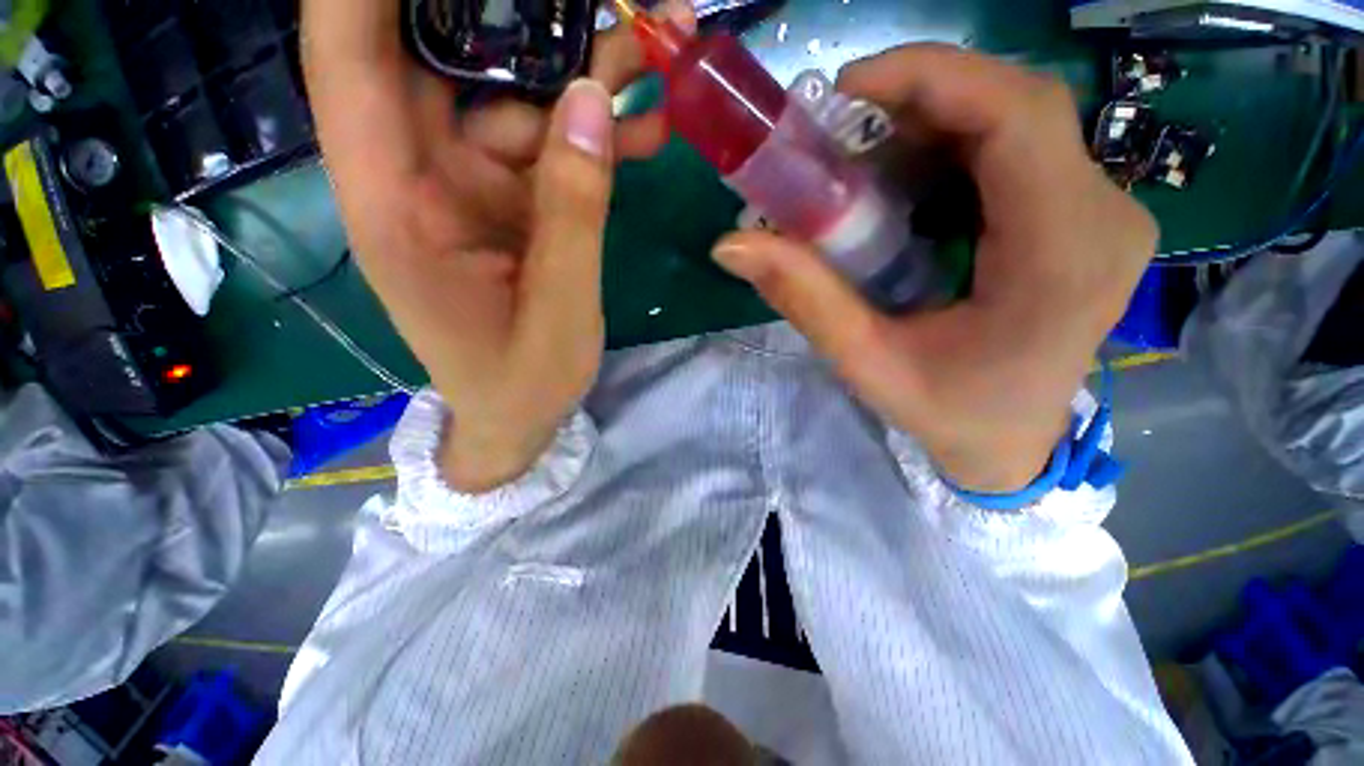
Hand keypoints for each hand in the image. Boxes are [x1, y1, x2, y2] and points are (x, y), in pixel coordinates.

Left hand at [303, 0, 691, 490]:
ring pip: (519, 97)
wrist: (520, 414)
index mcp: (393, 203)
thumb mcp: (556, 310)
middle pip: (449, 57)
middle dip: (521, 14)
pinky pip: (553, 148)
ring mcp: (472, 185)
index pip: (349, 59)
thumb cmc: (521, 381)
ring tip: (658, 49)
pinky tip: (648, 128)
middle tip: (608, 2)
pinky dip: (598, 135)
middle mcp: (421, 175)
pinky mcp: (512, 202)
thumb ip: (572, 213)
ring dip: (586, 74)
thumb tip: (591, 104)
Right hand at [712, 45, 1156, 493]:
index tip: (846, 89)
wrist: (1012, 444)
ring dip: (929, 127)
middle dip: (919, 101)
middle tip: (840, 131)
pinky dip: (950, 151)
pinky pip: (1017, 151)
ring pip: (1015, 122)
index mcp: (1062, 258)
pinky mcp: (1084, 215)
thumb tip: (732, 245)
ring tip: (862, 166)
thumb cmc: (947, 413)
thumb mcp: (865, 362)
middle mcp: (1104, 216)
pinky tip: (905, 187)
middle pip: (1016, 107)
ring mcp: (1103, 211)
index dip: (932, 78)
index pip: (1018, 117)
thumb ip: (804, 298)